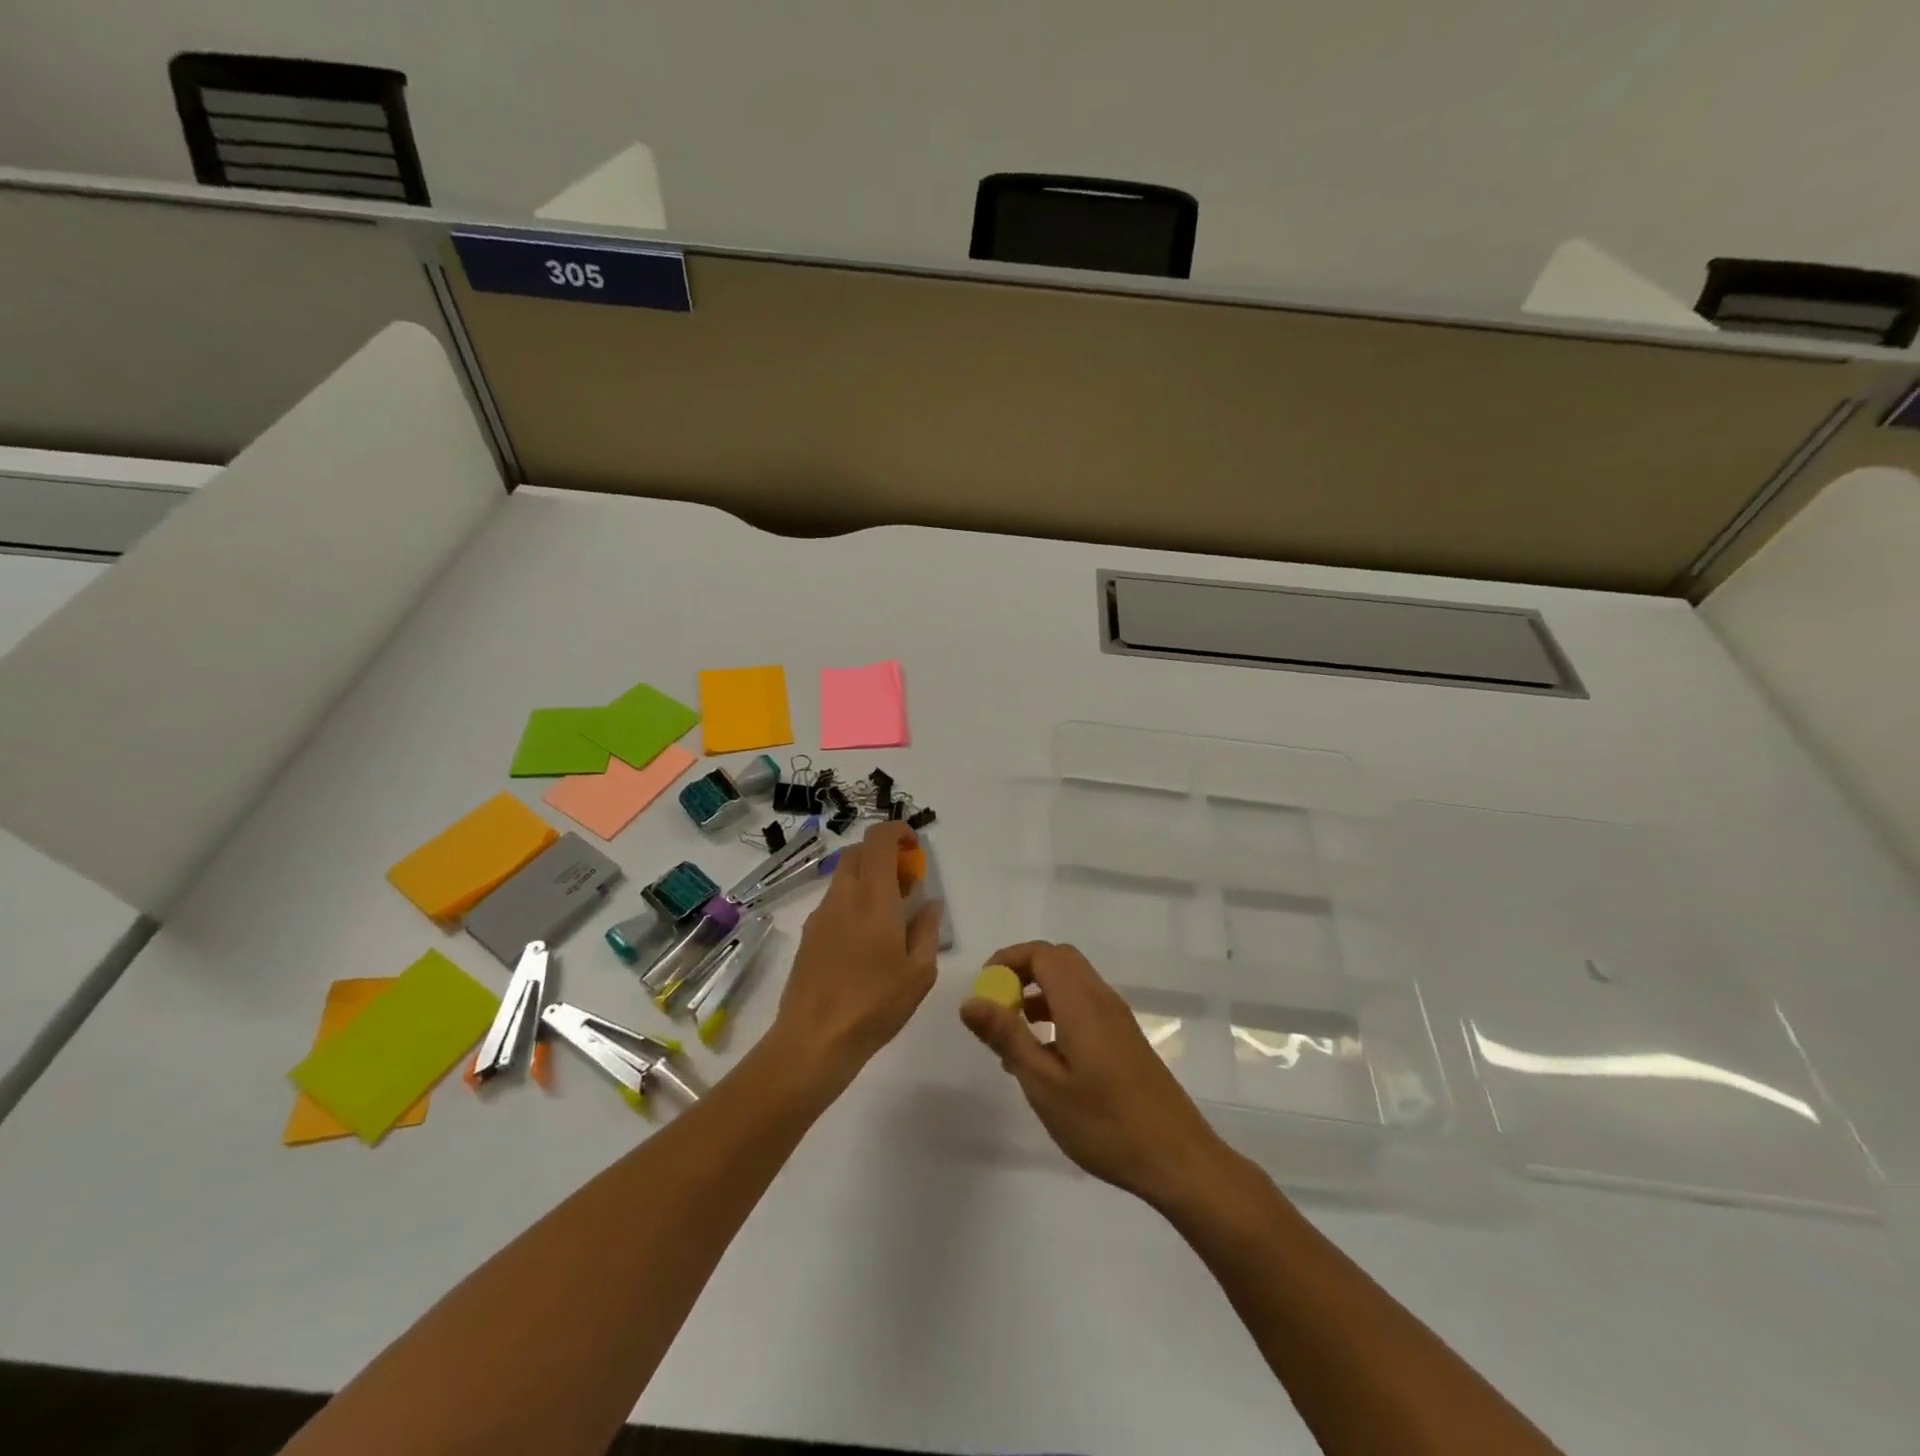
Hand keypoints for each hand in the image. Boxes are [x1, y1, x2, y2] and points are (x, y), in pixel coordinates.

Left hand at [774, 822, 940, 1089]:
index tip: (915, 848)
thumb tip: (929, 904)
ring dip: (868, 878)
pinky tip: (866, 938)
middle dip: (883, 854)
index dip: (897, 832)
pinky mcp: (808, 935)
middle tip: (906, 882)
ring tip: (890, 914)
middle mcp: (843, 897)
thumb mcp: (919, 972)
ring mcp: (820, 915)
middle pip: (858, 851)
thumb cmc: (875, 1005)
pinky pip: (834, 901)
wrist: (813, 1040)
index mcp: (873, 898)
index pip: (878, 839)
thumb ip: (927, 930)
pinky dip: (853, 901)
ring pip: (844, 876)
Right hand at [960, 941, 1233, 1208]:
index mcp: (1081, 1002)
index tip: (983, 989)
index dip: (1008, 960)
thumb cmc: (1105, 1123)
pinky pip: (1085, 1005)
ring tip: (1013, 1036)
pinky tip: (1046, 1056)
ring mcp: (1118, 1018)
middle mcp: (1101, 999)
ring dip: (1039, 993)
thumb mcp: (1044, 1084)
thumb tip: (970, 1000)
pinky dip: (1058, 1011)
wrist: (1177, 1158)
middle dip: (1022, 972)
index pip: (1041, 953)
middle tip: (996, 1006)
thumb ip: (1007, 1037)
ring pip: (1072, 983)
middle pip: (1058, 960)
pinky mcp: (1125, 1039)